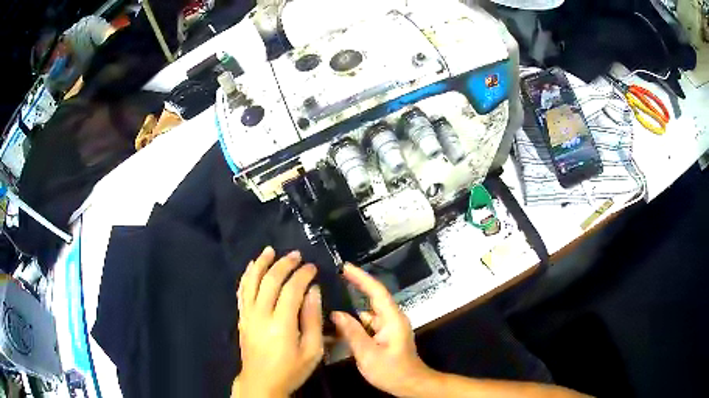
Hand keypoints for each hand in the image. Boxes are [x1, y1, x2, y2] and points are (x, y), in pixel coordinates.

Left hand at [235, 247, 323, 396]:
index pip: (291, 290)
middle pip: (270, 281)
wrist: (261, 382)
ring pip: (251, 282)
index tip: (312, 267)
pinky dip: (246, 276)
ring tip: (270, 251)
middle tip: (296, 255)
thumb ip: (312, 319)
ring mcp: (247, 315)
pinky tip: (251, 267)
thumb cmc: (291, 369)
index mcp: (281, 324)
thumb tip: (313, 291)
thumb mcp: (312, 351)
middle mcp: (261, 315)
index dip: (302, 275)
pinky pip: (242, 292)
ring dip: (260, 264)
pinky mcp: (241, 318)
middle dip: (284, 264)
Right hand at [331, 264, 432, 396]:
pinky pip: (367, 325)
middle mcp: (391, 319)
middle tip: (330, 282)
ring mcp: (388, 328)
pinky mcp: (385, 336)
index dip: (361, 277)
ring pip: (366, 314)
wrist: (410, 384)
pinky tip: (338, 328)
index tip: (344, 266)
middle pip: (371, 299)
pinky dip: (354, 325)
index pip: (376, 291)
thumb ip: (352, 332)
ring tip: (328, 307)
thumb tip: (337, 313)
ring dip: (350, 312)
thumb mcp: (368, 354)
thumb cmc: (392, 371)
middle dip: (352, 290)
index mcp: (392, 319)